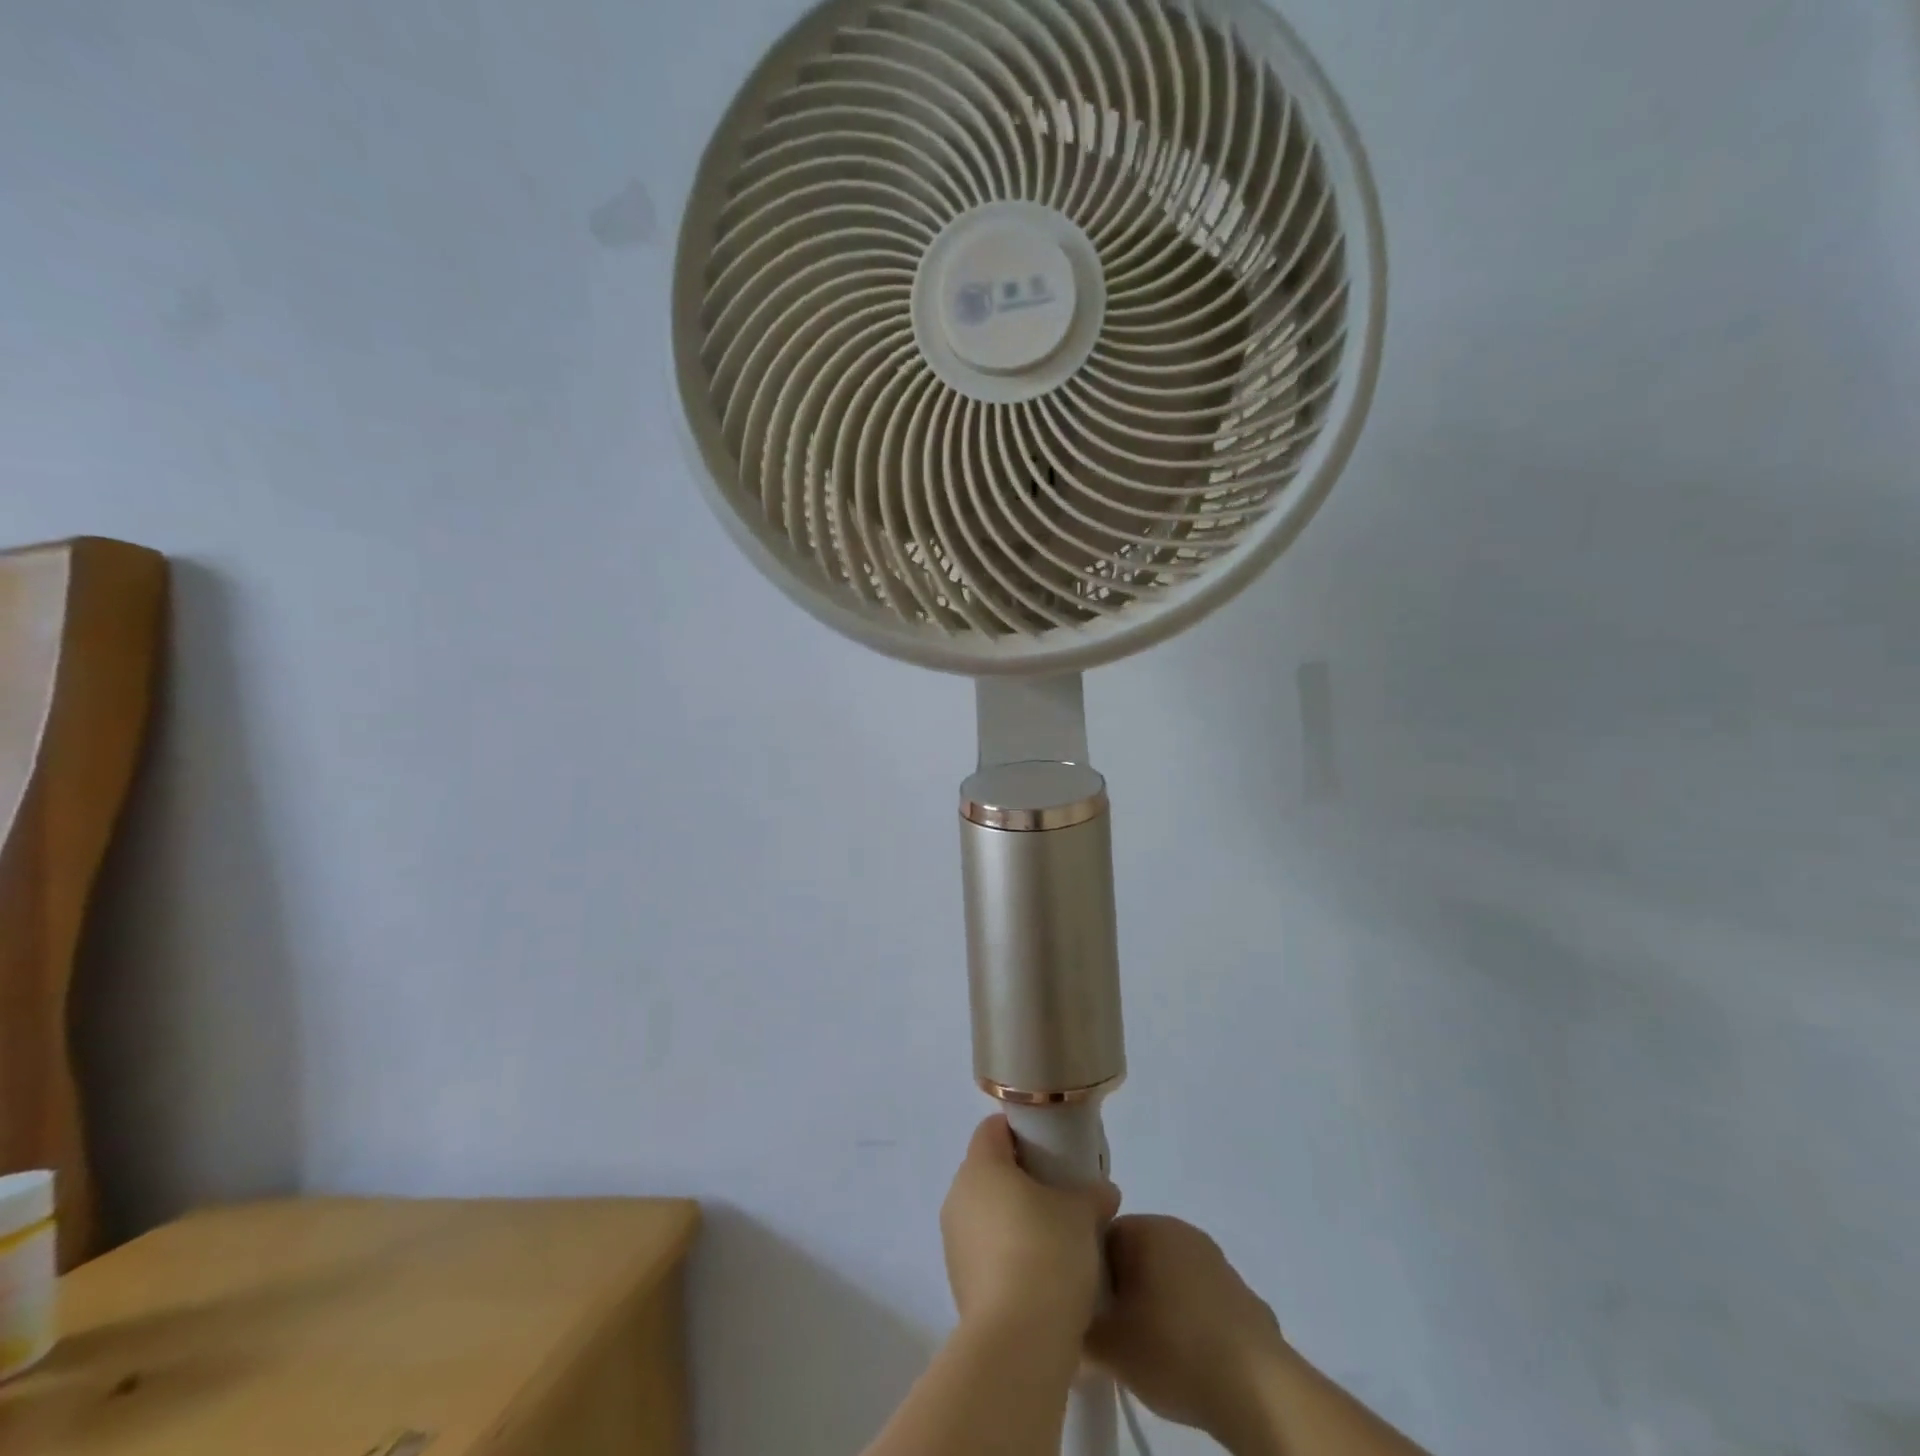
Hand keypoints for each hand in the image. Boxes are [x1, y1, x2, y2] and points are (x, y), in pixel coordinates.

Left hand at [940, 1116, 1119, 1342]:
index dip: (1021, 1131)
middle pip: (989, 1170)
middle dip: (1022, 1177)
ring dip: (1014, 1218)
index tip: (1051, 1146)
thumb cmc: (1046, 1254)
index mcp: (981, 1166)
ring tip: (1055, 1238)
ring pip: (986, 1213)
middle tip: (1059, 1192)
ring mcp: (954, 1242)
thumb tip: (1104, 1192)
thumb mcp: (1082, 1214)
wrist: (1017, 1343)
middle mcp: (958, 1196)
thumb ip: (1092, 1194)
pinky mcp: (959, 1282)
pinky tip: (1040, 1274)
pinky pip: (985, 1251)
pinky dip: (1008, 1253)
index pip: (994, 1129)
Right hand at [1088, 1216, 1288, 1443]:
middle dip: (1125, 1289)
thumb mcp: (1109, 1347)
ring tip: (1153, 1350)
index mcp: (1146, 1227)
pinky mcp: (1241, 1292)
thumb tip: (1072, 1326)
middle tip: (1117, 1333)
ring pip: (1169, 1275)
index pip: (1102, 1237)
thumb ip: (1080, 1330)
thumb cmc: (1173, 1350)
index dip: (1091, 1276)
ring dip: (1158, 1303)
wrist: (1256, 1388)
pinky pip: (1200, 1299)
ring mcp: (1215, 1259)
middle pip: (1136, 1254)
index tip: (1092, 1313)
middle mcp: (1180, 1229)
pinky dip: (1190, 1320)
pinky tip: (1190, 1359)